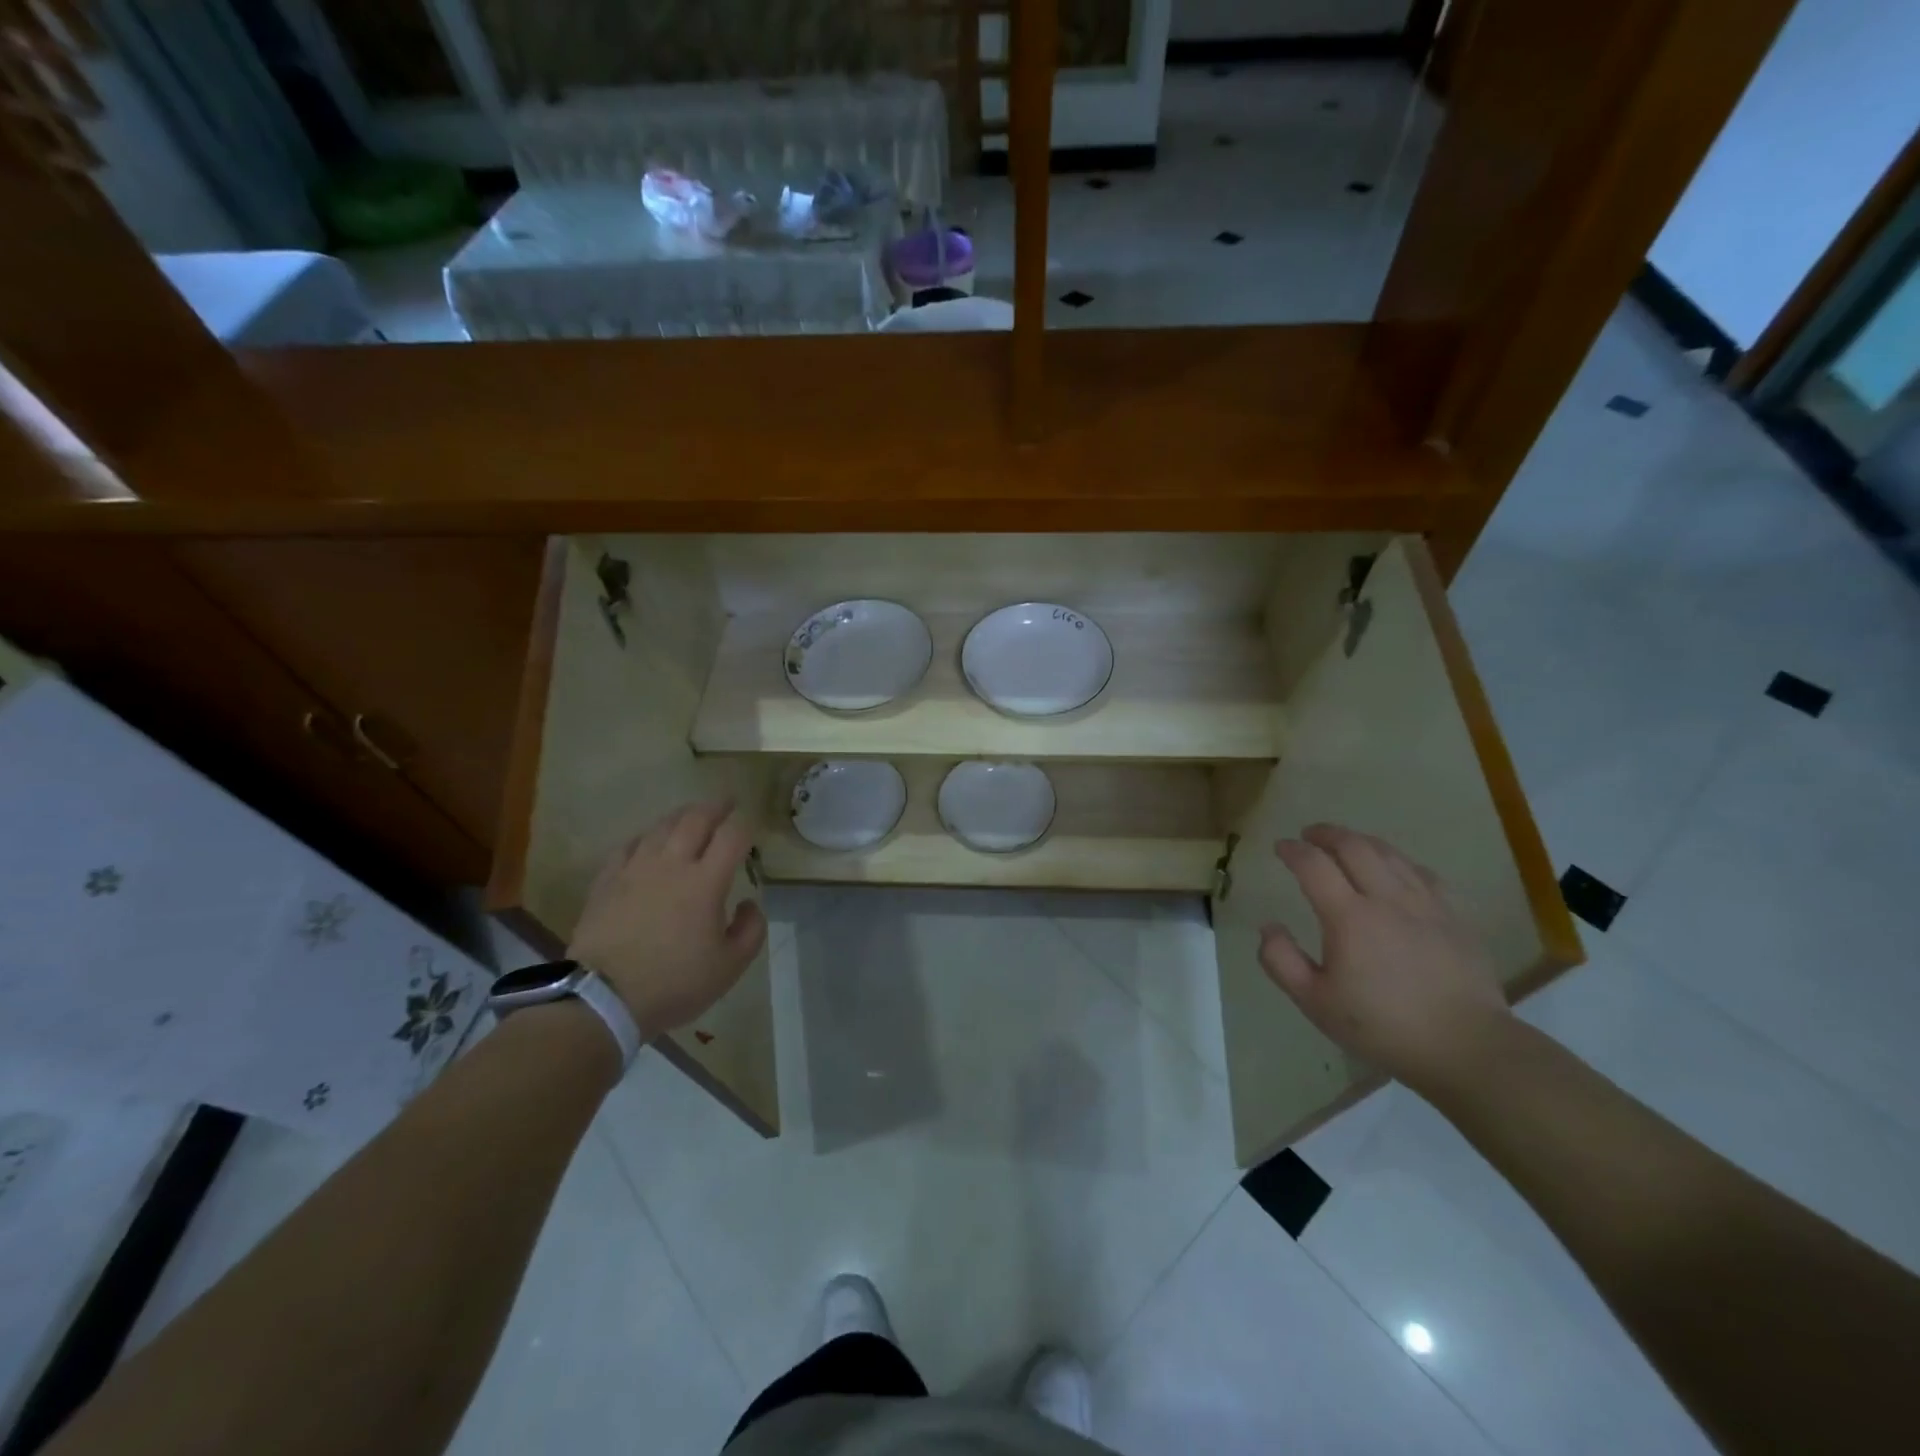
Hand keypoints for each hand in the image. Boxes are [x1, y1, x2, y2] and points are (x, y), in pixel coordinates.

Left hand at [568, 801, 767, 1041]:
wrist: (601, 999)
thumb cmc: (673, 983)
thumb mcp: (729, 967)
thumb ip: (750, 930)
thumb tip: (748, 902)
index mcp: (706, 881)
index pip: (733, 835)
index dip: (746, 824)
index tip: (752, 826)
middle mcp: (672, 863)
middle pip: (696, 819)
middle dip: (716, 806)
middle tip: (727, 802)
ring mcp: (635, 868)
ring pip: (661, 826)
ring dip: (682, 815)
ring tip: (692, 815)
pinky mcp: (607, 880)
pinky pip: (629, 845)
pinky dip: (646, 836)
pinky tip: (649, 841)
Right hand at [1259, 823, 1508, 1091]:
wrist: (1467, 1048)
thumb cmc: (1382, 1027)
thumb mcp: (1315, 1002)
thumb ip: (1281, 960)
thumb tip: (1268, 926)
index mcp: (1349, 918)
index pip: (1314, 865)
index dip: (1293, 850)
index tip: (1281, 847)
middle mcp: (1387, 899)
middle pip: (1354, 846)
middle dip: (1327, 833)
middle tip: (1309, 834)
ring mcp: (1426, 905)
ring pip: (1390, 854)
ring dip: (1361, 841)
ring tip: (1346, 843)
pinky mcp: (1454, 917)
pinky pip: (1423, 873)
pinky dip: (1399, 862)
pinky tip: (1395, 871)